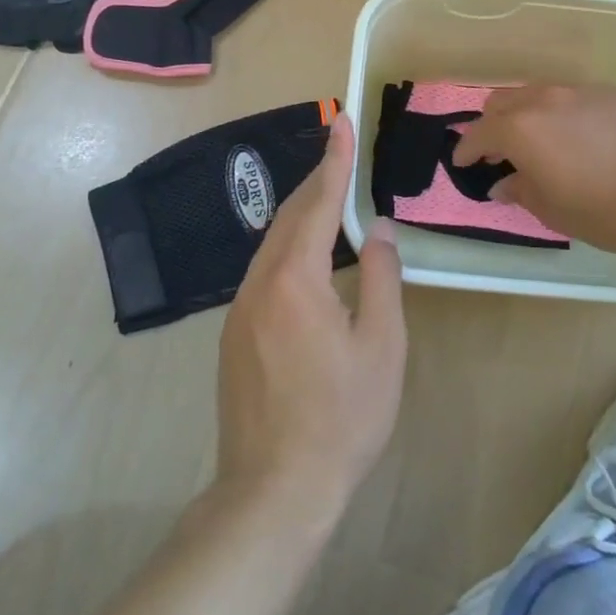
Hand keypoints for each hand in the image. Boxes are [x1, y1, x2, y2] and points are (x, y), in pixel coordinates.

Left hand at [216, 115, 405, 529]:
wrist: (273, 492)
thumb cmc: (341, 418)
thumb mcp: (381, 347)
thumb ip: (381, 278)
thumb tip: (379, 230)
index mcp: (295, 279)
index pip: (318, 202)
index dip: (335, 160)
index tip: (342, 122)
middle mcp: (259, 283)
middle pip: (289, 216)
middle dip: (317, 180)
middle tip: (341, 151)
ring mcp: (240, 309)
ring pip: (272, 244)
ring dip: (302, 214)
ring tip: (329, 197)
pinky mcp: (234, 334)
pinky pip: (264, 271)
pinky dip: (289, 247)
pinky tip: (307, 259)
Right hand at [452, 84, 615, 252]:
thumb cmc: (608, 207)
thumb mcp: (556, 211)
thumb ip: (522, 191)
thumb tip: (504, 182)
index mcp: (520, 130)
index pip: (479, 134)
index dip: (467, 149)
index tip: (463, 162)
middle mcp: (543, 100)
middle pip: (502, 102)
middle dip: (493, 125)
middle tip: (500, 152)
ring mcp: (578, 91)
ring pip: (537, 94)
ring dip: (527, 114)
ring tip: (540, 142)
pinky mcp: (610, 92)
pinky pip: (572, 98)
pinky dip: (562, 114)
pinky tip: (581, 138)